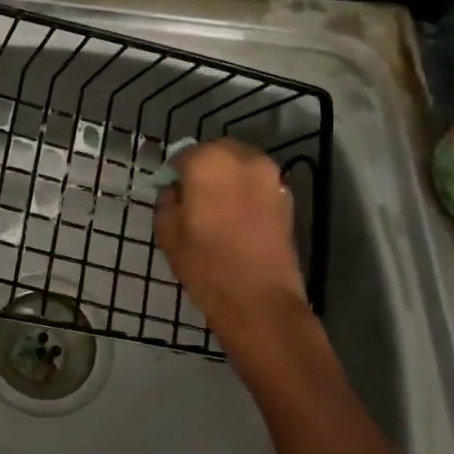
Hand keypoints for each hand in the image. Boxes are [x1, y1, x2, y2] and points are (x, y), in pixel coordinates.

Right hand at [154, 139, 311, 369]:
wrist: (259, 300)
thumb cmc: (205, 263)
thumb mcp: (167, 231)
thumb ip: (167, 200)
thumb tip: (176, 191)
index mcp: (209, 161)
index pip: (183, 155)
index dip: (174, 173)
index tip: (170, 193)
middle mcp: (243, 159)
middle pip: (216, 153)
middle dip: (204, 168)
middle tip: (193, 197)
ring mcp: (270, 177)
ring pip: (240, 166)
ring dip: (228, 179)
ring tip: (217, 209)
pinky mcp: (286, 199)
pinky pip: (258, 185)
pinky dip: (246, 193)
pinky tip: (237, 219)